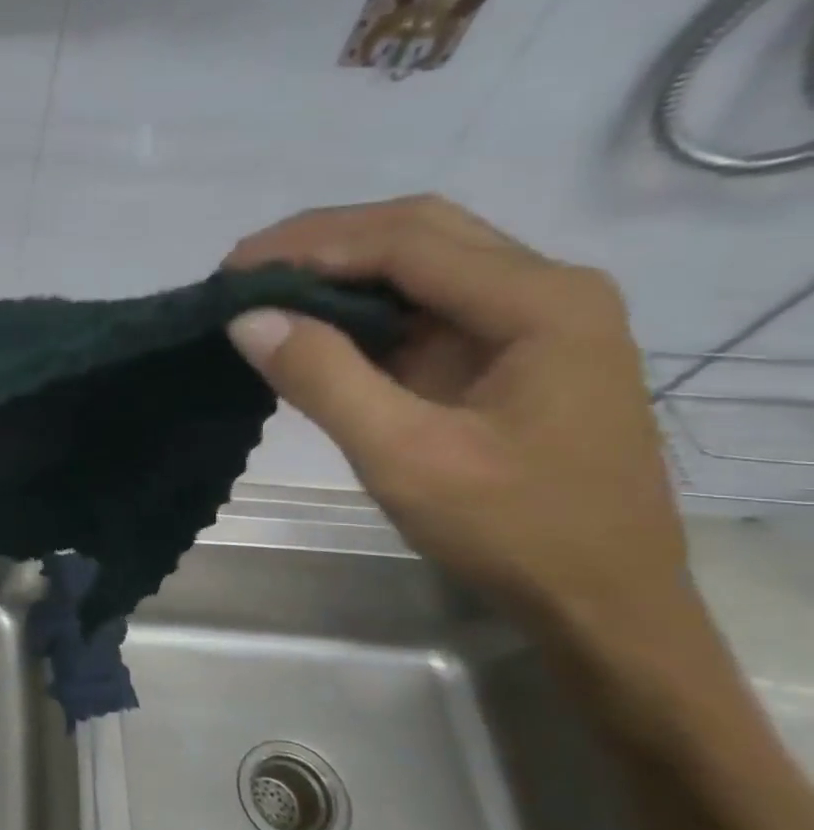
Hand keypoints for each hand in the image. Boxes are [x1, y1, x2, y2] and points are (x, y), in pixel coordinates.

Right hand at [223, 196, 689, 643]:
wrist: (598, 598)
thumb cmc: (511, 528)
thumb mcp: (403, 456)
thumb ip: (323, 378)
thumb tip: (246, 317)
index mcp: (540, 303)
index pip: (406, 242)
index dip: (309, 245)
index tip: (231, 271)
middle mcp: (545, 289)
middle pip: (418, 232)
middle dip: (322, 241)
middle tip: (241, 273)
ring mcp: (529, 318)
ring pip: (420, 261)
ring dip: (338, 266)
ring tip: (263, 290)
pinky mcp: (505, 349)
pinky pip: (422, 303)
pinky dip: (359, 304)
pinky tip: (312, 322)